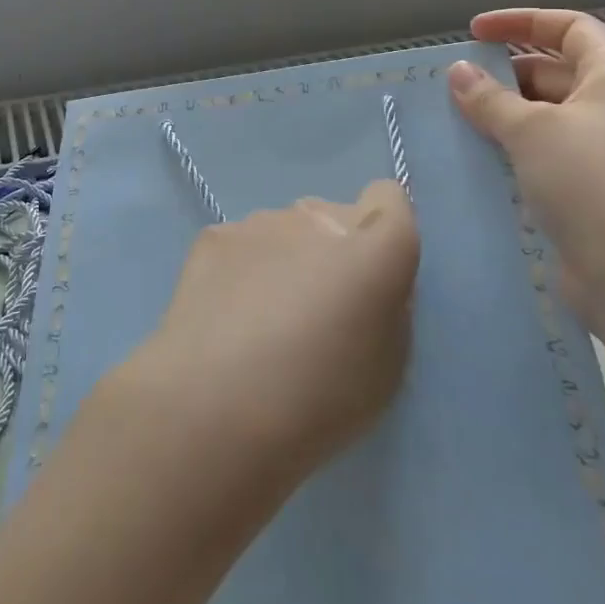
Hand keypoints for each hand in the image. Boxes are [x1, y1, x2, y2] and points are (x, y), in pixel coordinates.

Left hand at [116, 182, 419, 492]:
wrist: (214, 405)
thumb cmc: (316, 401)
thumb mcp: (386, 368)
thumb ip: (385, 307)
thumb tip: (366, 283)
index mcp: (372, 250)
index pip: (389, 198)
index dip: (382, 228)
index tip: (372, 271)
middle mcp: (316, 219)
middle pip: (332, 217)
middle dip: (331, 251)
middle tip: (313, 310)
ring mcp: (260, 222)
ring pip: (285, 230)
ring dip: (285, 258)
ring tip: (262, 319)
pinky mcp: (214, 235)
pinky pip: (243, 243)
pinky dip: (242, 268)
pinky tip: (226, 313)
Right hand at [448, 8, 604, 323]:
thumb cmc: (593, 182)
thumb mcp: (532, 130)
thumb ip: (490, 98)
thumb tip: (458, 71)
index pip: (568, 27)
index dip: (521, 21)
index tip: (473, 33)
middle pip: (552, 71)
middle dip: (502, 74)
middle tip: (451, 85)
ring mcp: (600, 151)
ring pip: (542, 116)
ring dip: (499, 115)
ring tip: (450, 120)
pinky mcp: (585, 189)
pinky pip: (539, 154)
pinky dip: (507, 149)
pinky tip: (471, 158)